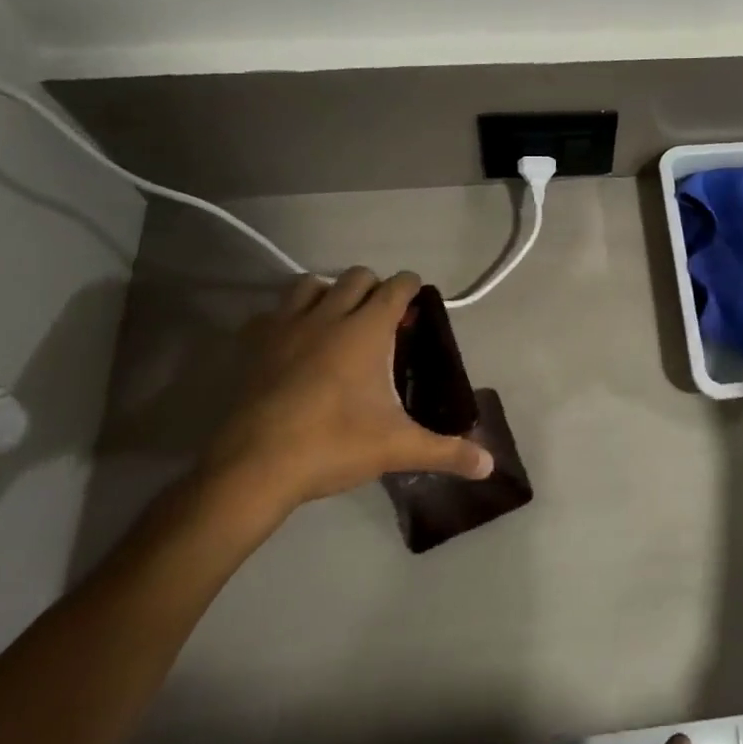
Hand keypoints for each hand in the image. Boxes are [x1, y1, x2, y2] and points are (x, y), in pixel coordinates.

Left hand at [201, 270, 493, 521]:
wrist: (254, 467)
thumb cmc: (334, 445)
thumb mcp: (397, 447)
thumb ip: (446, 452)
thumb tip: (489, 466)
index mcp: (366, 330)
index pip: (396, 286)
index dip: (410, 287)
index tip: (416, 300)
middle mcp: (328, 316)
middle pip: (356, 276)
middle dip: (374, 288)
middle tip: (382, 318)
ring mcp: (286, 327)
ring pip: (310, 284)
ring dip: (328, 293)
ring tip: (337, 321)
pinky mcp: (253, 345)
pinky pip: (271, 313)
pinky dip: (285, 318)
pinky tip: (292, 343)